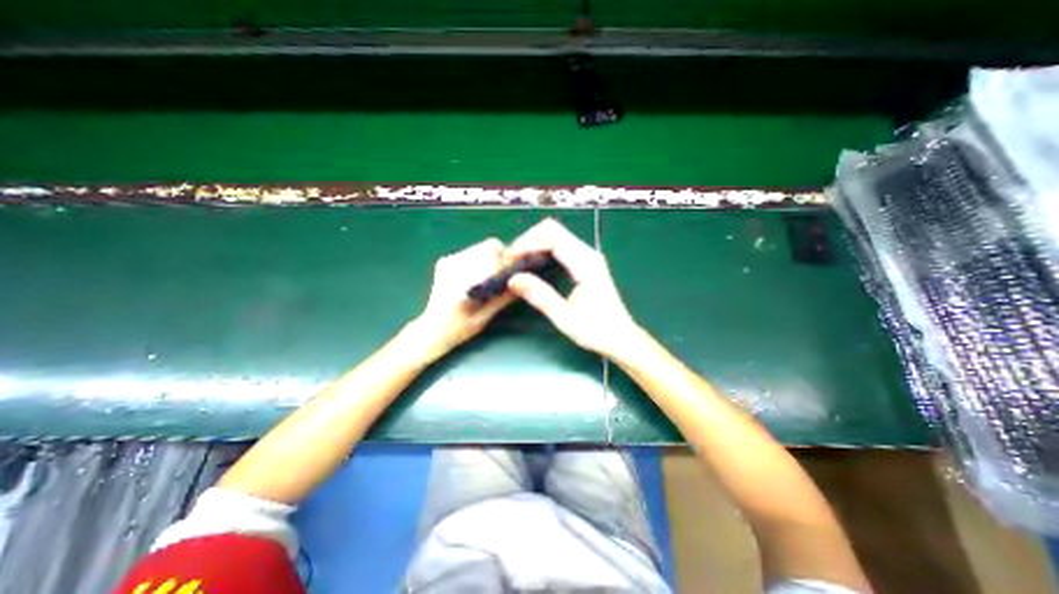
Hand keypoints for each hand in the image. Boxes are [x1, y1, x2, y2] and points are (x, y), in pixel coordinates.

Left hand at [408, 238, 517, 361]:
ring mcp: (448, 260)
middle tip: (502, 278)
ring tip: (488, 280)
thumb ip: (504, 297)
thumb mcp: (485, 316)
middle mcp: (455, 263)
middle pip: (489, 246)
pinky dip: (478, 262)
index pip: (494, 251)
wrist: (432, 329)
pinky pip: (470, 253)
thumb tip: (524, 283)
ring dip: (489, 259)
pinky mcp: (445, 261)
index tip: (513, 272)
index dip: (508, 259)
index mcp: (466, 277)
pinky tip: (475, 279)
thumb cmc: (460, 327)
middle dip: (500, 259)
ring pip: (480, 248)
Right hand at [506, 215, 644, 358]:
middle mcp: (588, 253)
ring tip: (518, 262)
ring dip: (535, 244)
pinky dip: (543, 250)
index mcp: (585, 263)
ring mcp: (588, 257)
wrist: (621, 338)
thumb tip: (513, 279)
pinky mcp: (586, 263)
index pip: (552, 237)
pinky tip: (533, 265)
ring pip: (556, 236)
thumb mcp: (564, 317)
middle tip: (511, 260)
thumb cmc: (596, 330)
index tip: (510, 259)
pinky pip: (561, 246)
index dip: (528, 243)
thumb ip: (540, 296)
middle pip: (553, 230)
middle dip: (529, 240)